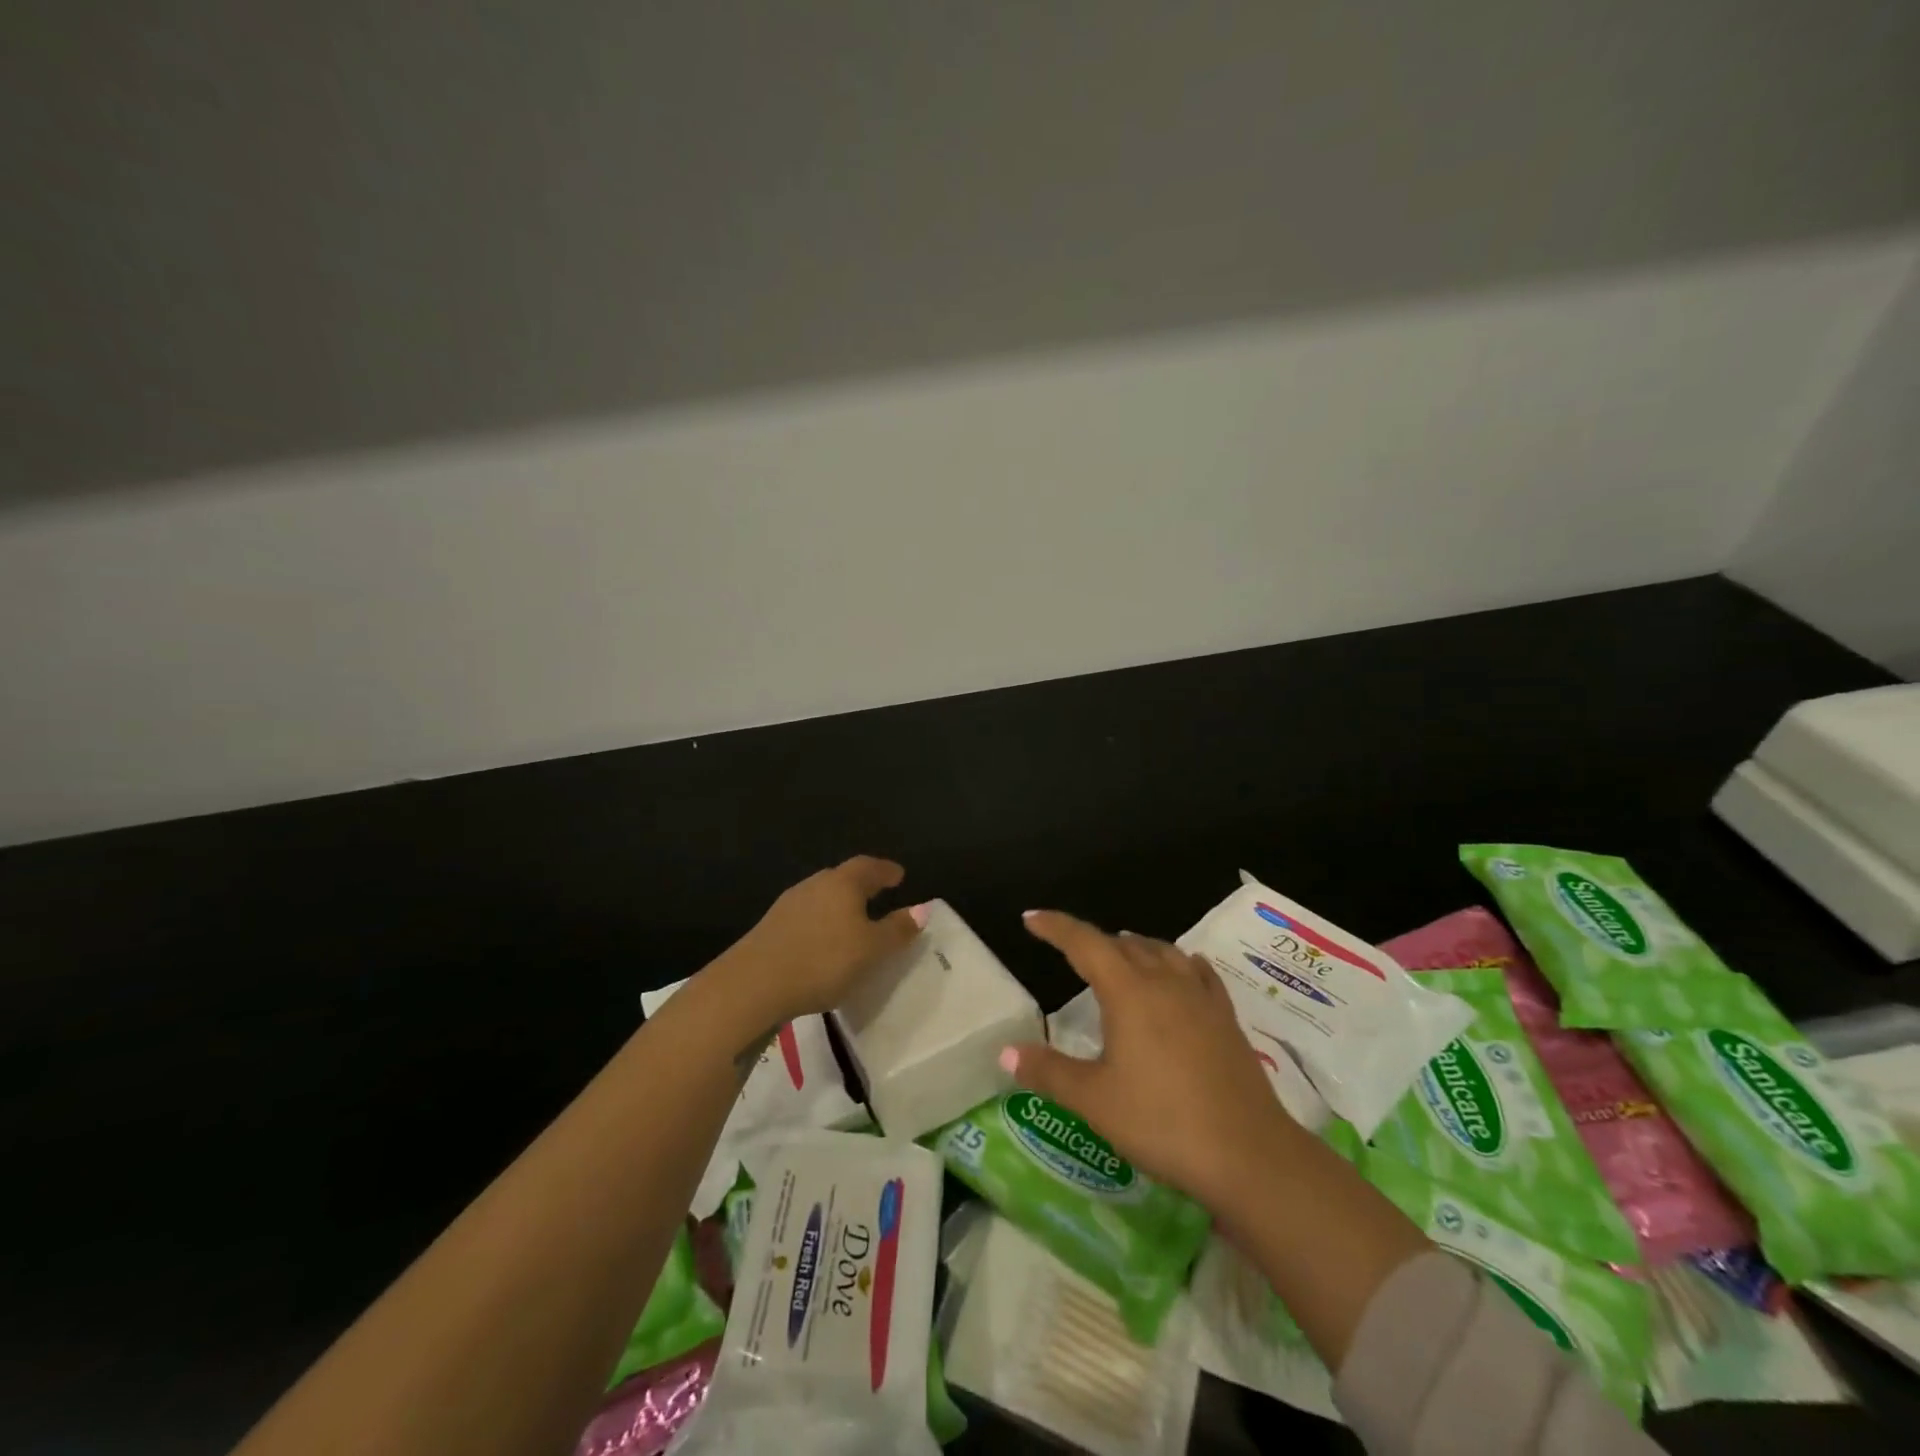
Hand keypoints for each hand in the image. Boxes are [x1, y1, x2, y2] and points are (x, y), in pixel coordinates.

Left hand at [713, 856, 923, 1023]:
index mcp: (843, 883)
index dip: (886, 870)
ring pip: (822, 896)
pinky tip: (823, 941)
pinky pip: (806, 916)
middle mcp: (815, 884)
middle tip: (879, 895)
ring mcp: (789, 904)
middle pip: (843, 877)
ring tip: (853, 920)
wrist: (754, 983)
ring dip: (840, 904)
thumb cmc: (823, 960)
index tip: (899, 875)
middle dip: (862, 884)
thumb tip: (922, 909)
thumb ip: (897, 930)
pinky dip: (822, 922)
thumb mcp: (871, 950)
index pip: (869, 867)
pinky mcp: (771, 926)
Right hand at [1004, 911, 1305, 1211]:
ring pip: (1162, 952)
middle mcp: (1165, 981)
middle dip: (1092, 943)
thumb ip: (1048, 1072)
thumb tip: (1006, 1051)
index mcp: (1128, 991)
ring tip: (1119, 957)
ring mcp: (1201, 997)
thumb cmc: (1162, 1122)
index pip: (1084, 943)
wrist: (1249, 1155)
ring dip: (1134, 948)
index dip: (1055, 927)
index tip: (1031, 918)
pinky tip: (1180, 973)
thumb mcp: (1094, 1101)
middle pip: (1123, 944)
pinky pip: (1197, 972)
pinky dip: (1177, 963)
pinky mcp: (1226, 1018)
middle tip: (1070, 953)